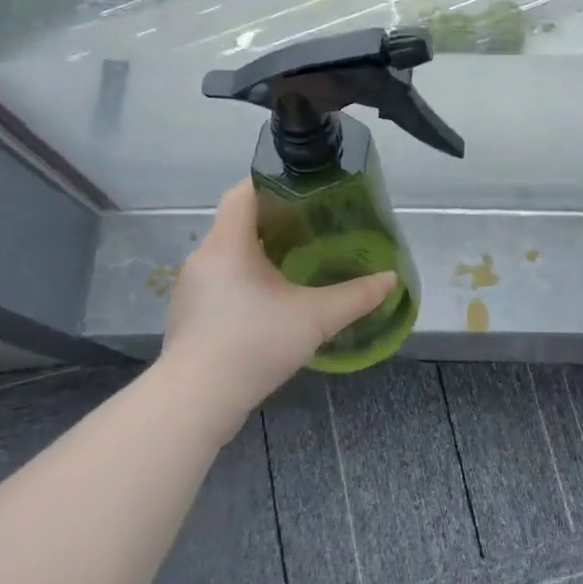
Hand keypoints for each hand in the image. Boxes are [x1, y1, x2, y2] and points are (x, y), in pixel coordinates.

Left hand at [160, 180, 398, 433]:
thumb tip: (391, 279)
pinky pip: (222, 278)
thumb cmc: (254, 344)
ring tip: (299, 257)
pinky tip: (273, 297)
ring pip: (230, 251)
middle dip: (275, 217)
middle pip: (238, 220)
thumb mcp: (315, 318)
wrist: (197, 401)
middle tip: (314, 223)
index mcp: (228, 243)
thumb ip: (356, 296)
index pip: (244, 191)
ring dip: (261, 249)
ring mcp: (194, 286)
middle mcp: (205, 256)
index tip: (306, 189)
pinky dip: (247, 276)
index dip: (273, 182)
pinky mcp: (192, 313)